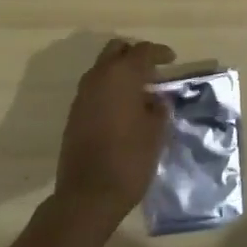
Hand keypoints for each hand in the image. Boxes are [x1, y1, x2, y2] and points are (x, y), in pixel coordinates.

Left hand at [54, 38, 173, 229]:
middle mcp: (98, 77)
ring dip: (120, 72)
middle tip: (152, 71)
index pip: (143, 51)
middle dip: (134, 54)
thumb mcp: (156, 132)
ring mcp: (82, 94)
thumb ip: (159, 108)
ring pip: (102, 68)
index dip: (159, 52)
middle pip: (116, 50)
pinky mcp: (74, 113)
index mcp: (122, 75)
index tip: (172, 59)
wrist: (87, 196)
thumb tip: (156, 99)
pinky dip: (109, 88)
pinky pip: (94, 88)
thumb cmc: (129, 159)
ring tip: (139, 91)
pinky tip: (122, 108)